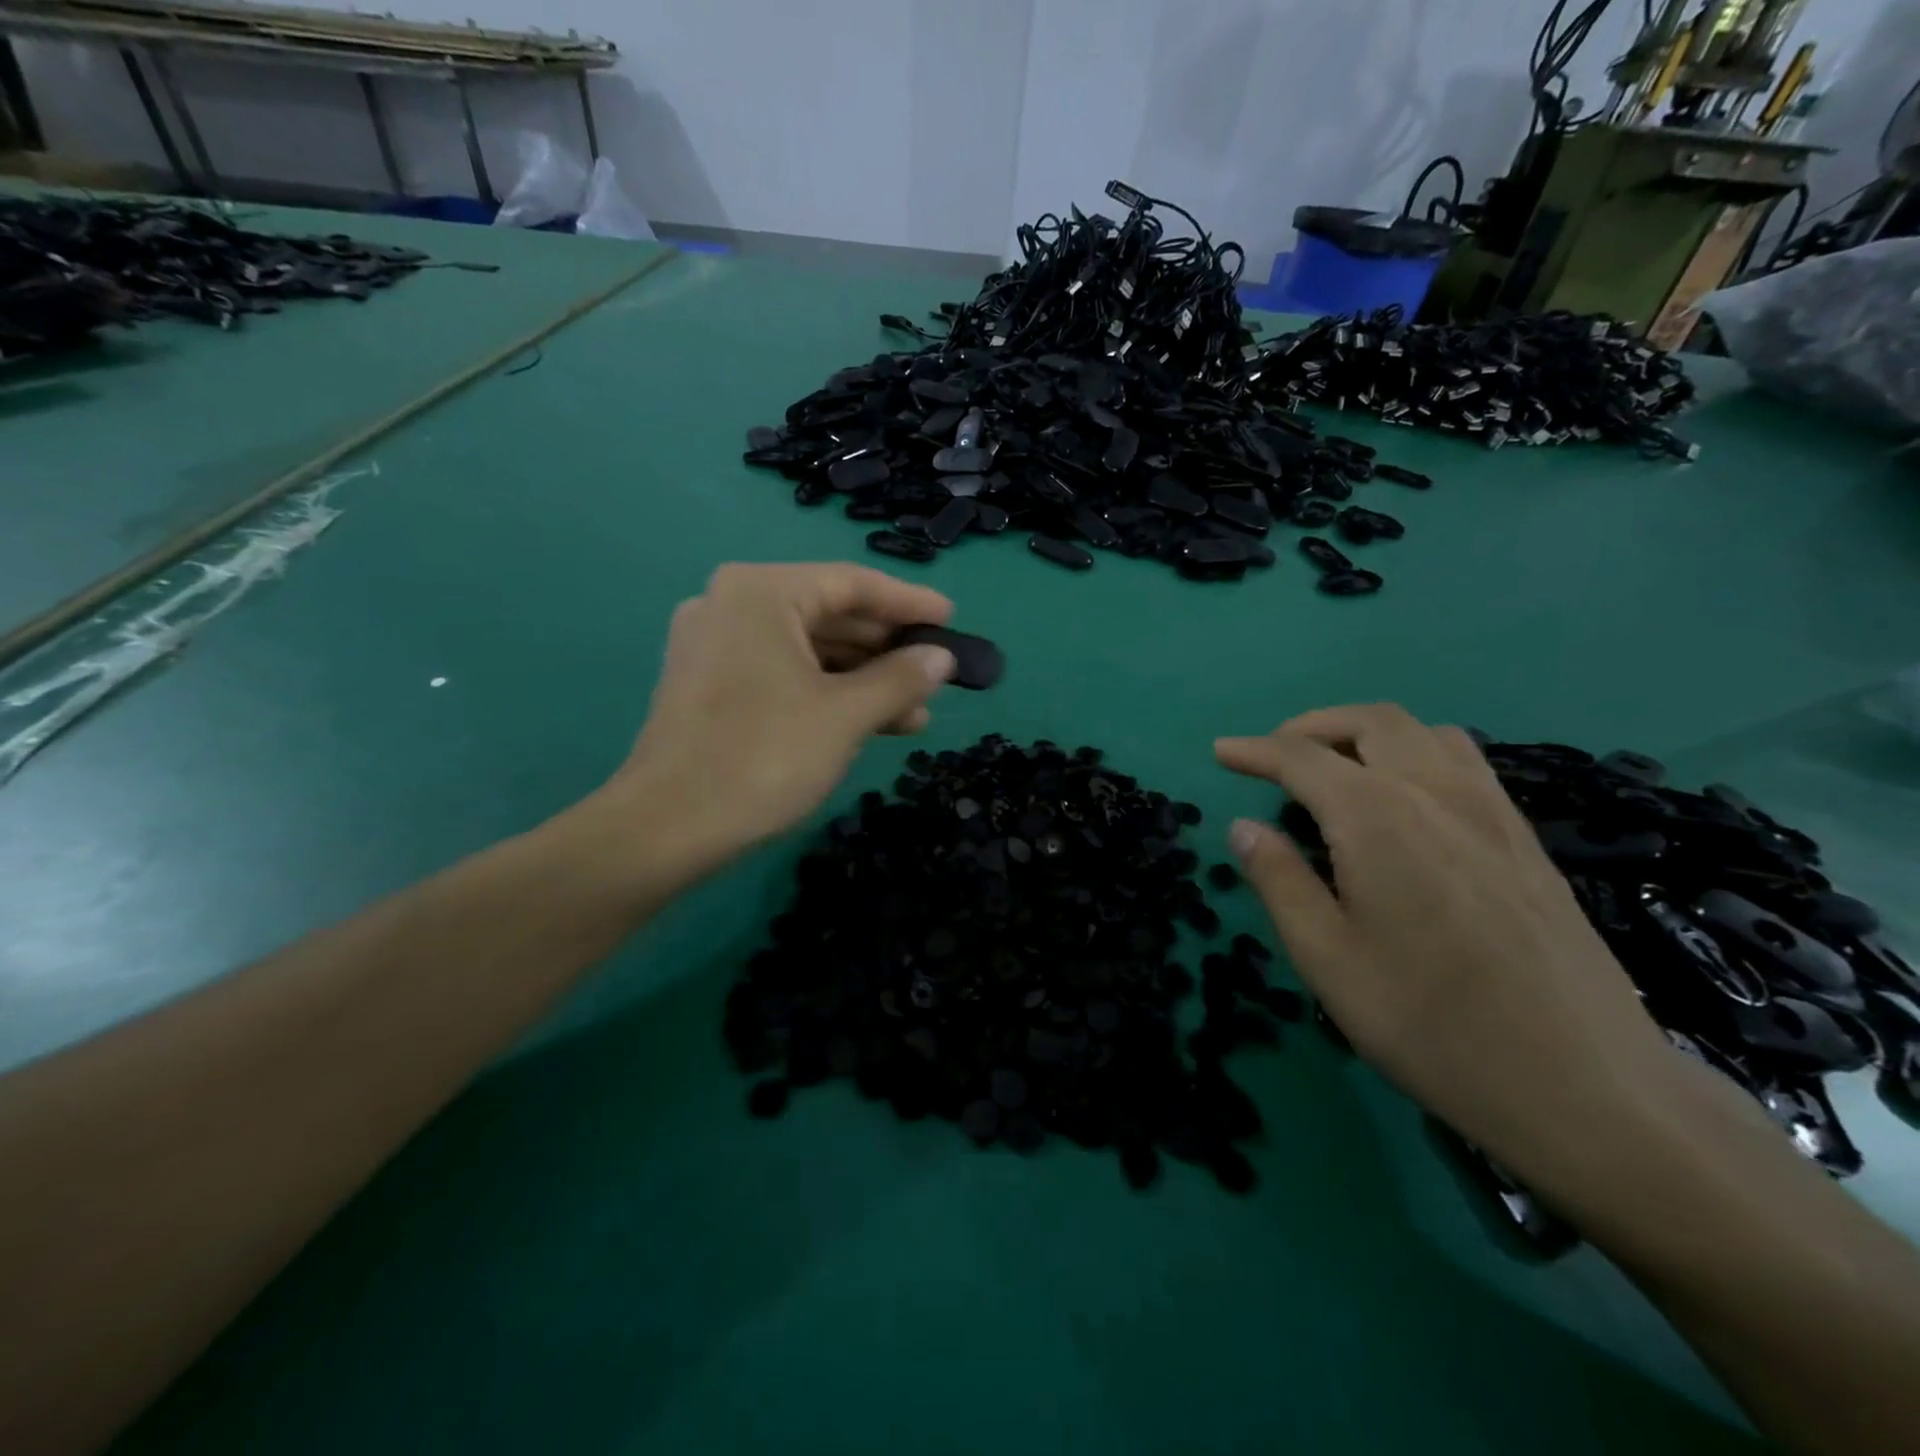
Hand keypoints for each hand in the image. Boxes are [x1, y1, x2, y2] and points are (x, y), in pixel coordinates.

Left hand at [592, 563, 956, 887]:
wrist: (666, 829)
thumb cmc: (763, 757)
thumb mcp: (846, 715)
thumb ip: (900, 678)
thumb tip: (941, 659)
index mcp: (760, 592)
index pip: (851, 583)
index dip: (908, 603)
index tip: (951, 620)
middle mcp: (731, 605)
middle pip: (828, 615)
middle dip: (887, 650)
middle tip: (936, 674)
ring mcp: (715, 646)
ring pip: (808, 650)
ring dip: (863, 679)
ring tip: (915, 712)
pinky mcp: (710, 685)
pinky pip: (784, 674)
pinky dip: (828, 693)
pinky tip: (871, 722)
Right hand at [1215, 704, 1680, 1183]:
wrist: (1585, 1086)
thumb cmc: (1430, 1023)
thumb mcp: (1326, 958)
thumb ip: (1279, 880)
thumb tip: (1245, 828)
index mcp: (1377, 817)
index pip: (1302, 758)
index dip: (1254, 751)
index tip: (1220, 753)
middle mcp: (1436, 793)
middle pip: (1370, 722)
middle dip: (1312, 726)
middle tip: (1274, 755)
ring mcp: (1491, 811)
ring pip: (1424, 731)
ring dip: (1367, 733)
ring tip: (1336, 767)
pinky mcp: (1525, 838)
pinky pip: (1464, 761)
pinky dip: (1415, 752)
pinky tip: (1405, 799)